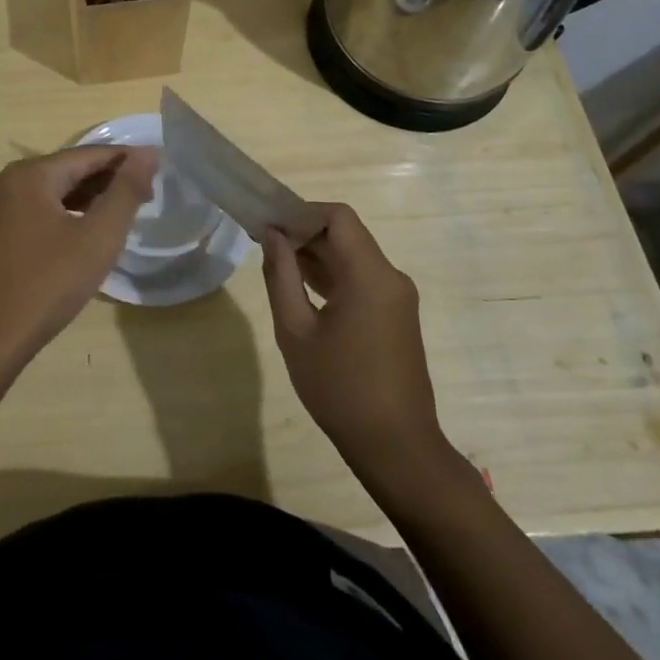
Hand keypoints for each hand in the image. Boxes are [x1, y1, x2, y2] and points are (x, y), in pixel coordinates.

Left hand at [0, 146, 157, 366]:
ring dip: (90, 198)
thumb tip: (147, 153)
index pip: (89, 154)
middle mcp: (10, 181)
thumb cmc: (48, 284)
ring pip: (55, 191)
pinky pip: (41, 210)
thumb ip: (125, 192)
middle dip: (109, 179)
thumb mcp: (97, 237)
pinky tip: (88, 231)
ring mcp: (0, 207)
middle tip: (148, 196)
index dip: (126, 159)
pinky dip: (69, 214)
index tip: (159, 169)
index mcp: (31, 174)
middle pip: (70, 169)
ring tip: (125, 213)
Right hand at [261, 203, 444, 476]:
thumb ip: (281, 276)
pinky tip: (300, 287)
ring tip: (274, 263)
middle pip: (346, 234)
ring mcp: (397, 297)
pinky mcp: (396, 315)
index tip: (268, 226)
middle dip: (304, 232)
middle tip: (262, 242)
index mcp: (370, 275)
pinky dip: (332, 275)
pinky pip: (361, 279)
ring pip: (353, 256)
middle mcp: (390, 277)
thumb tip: (272, 235)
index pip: (338, 216)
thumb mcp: (295, 331)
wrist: (396, 447)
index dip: (301, 212)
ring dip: (316, 254)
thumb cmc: (340, 389)